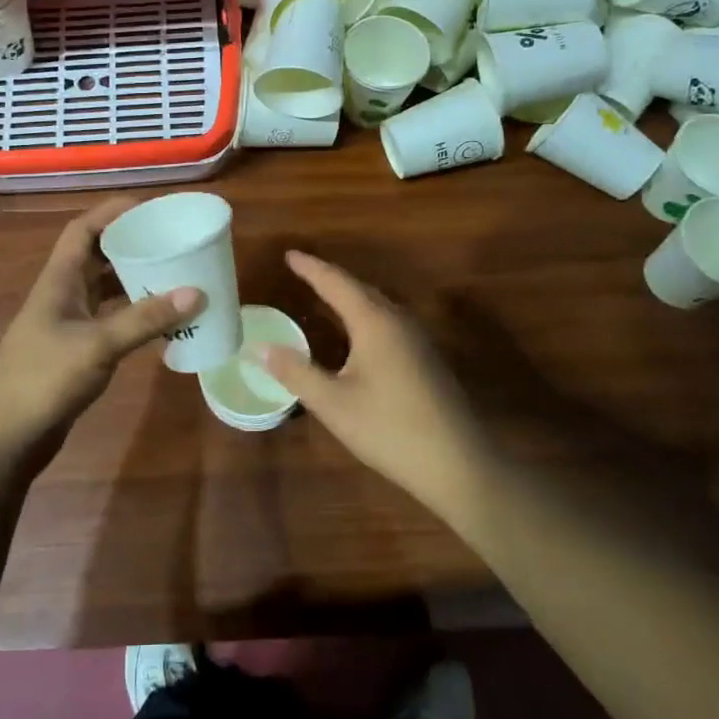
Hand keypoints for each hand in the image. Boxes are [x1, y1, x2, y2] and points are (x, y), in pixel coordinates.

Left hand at [0, 199, 202, 481]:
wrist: (7, 437)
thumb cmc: (44, 380)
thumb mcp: (97, 345)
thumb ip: (145, 319)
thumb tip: (196, 292)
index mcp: (59, 280)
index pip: (83, 229)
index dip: (113, 212)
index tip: (151, 208)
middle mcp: (63, 294)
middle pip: (97, 256)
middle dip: (131, 245)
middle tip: (172, 241)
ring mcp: (68, 323)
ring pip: (105, 289)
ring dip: (135, 280)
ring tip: (175, 275)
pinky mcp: (76, 349)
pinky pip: (110, 319)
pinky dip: (134, 315)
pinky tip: (161, 322)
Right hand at [253, 251, 488, 511]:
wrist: (458, 464)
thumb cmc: (389, 429)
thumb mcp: (333, 403)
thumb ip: (295, 372)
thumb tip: (260, 347)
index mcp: (374, 322)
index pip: (336, 283)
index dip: (311, 268)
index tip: (289, 254)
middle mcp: (398, 321)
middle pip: (360, 289)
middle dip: (330, 278)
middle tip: (304, 271)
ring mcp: (418, 340)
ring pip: (378, 305)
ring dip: (350, 296)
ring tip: (326, 294)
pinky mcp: (426, 359)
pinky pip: (388, 322)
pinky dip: (365, 315)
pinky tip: (358, 333)